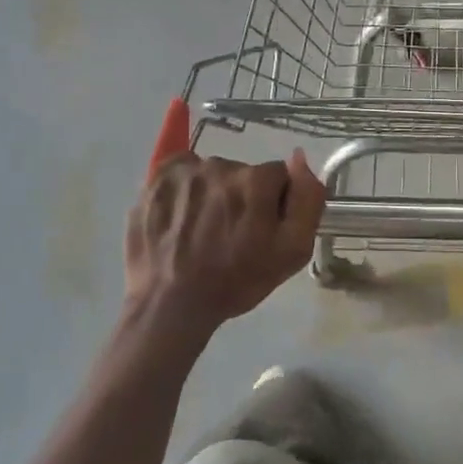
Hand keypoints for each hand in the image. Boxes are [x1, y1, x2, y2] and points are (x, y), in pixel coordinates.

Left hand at [124, 151, 325, 339]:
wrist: (171, 305)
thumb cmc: (236, 281)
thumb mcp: (291, 251)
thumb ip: (306, 201)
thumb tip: (301, 158)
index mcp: (256, 182)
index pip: (278, 176)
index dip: (274, 203)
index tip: (261, 229)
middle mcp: (221, 166)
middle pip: (244, 173)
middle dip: (243, 198)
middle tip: (231, 235)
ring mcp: (185, 172)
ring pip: (213, 174)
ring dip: (214, 194)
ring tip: (203, 231)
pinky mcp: (156, 180)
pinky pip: (182, 170)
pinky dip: (186, 187)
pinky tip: (182, 215)